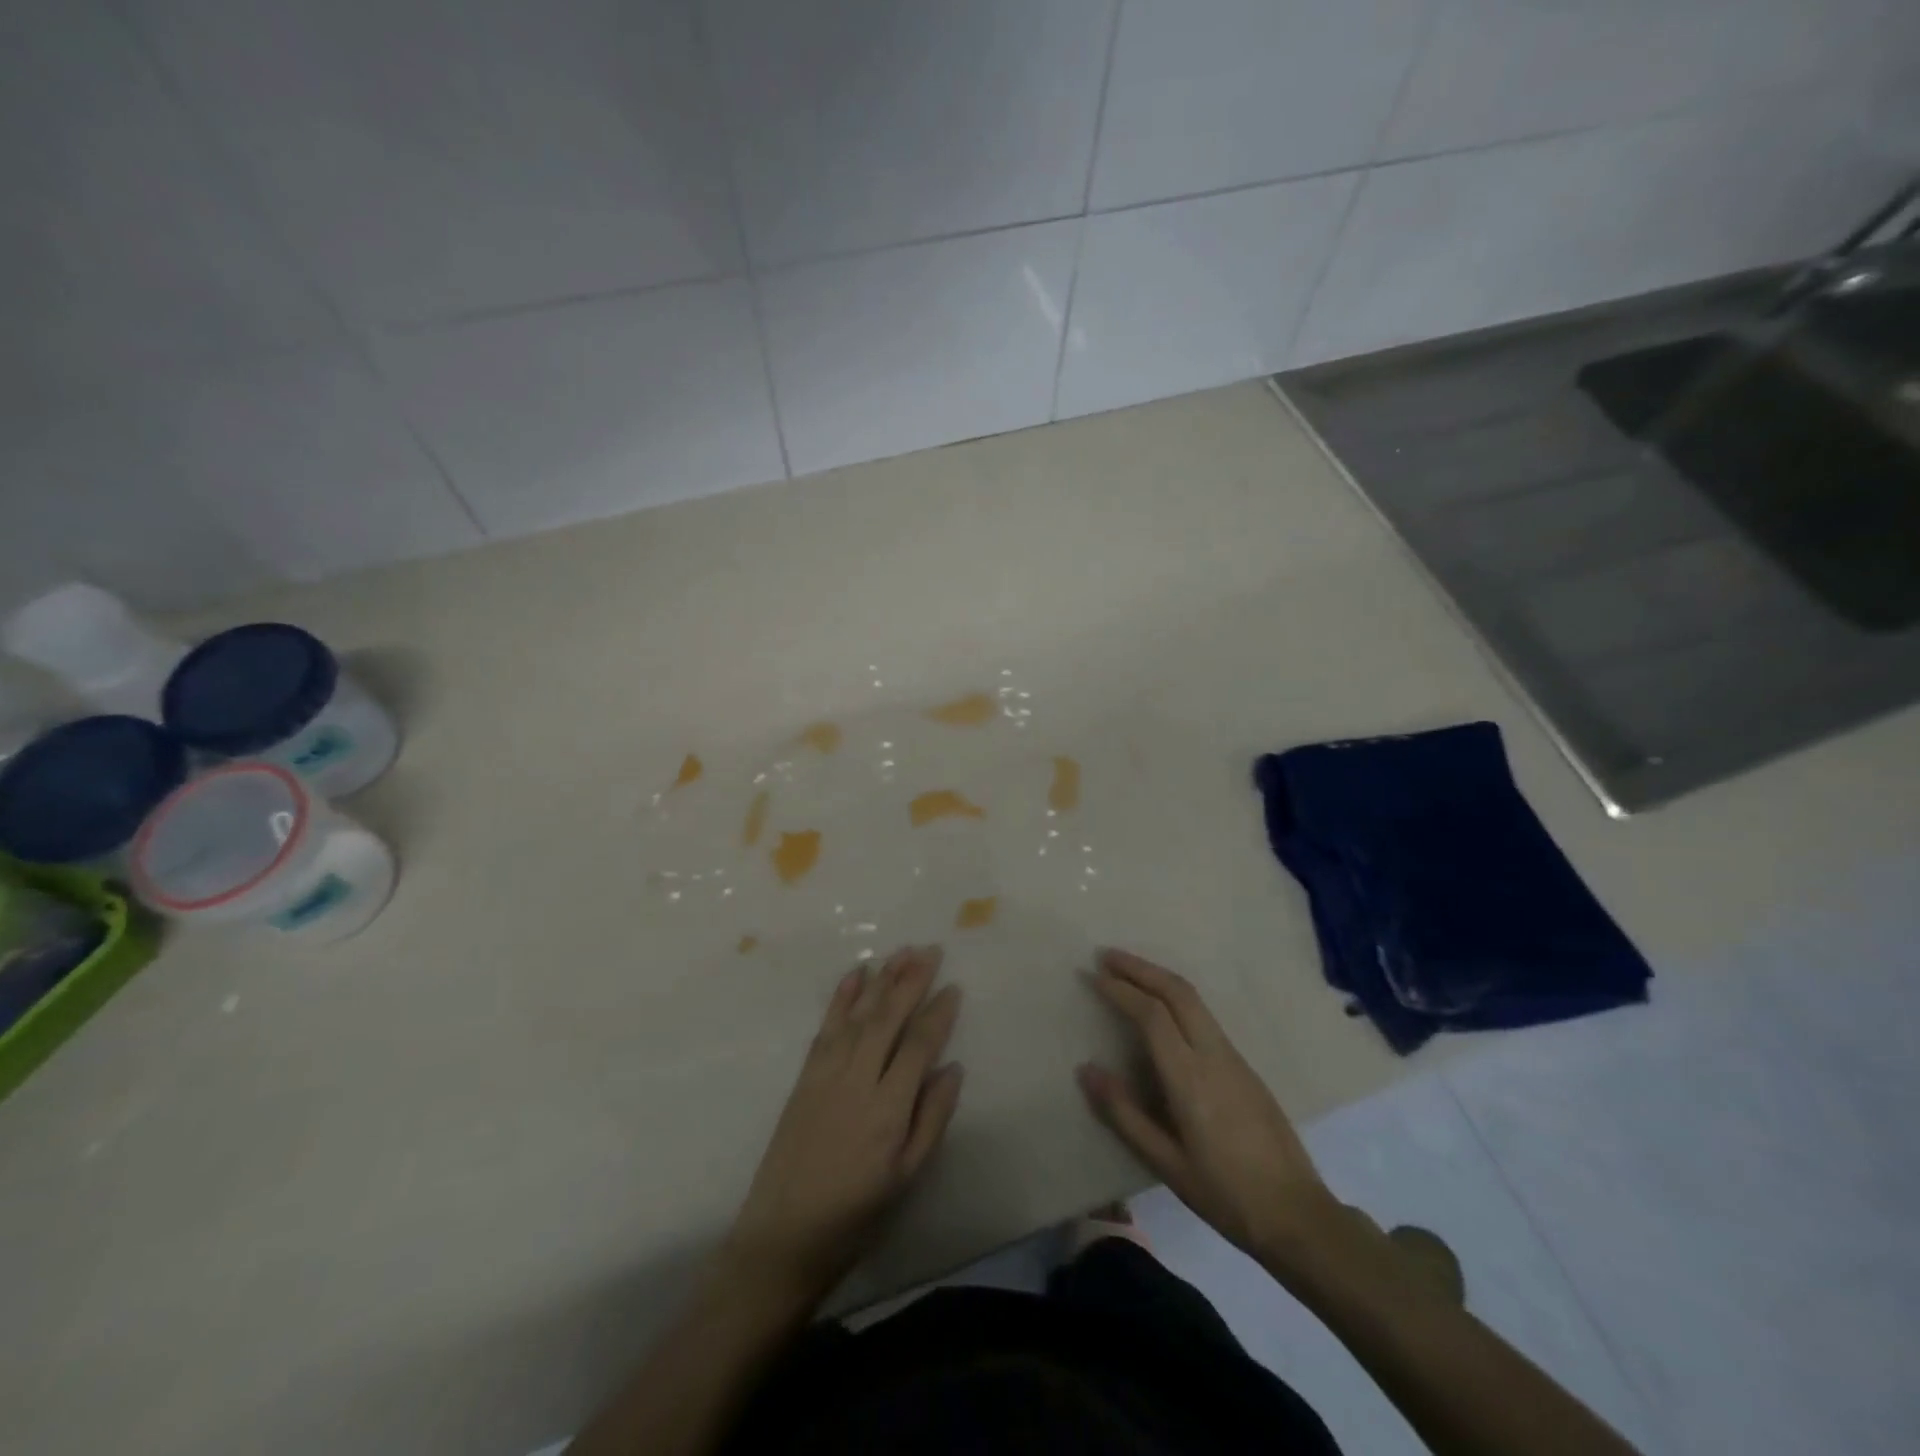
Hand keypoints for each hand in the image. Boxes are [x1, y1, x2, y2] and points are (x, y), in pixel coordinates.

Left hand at [725, 946, 963, 1298]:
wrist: (781, 1238)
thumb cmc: (854, 1216)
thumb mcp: (906, 1178)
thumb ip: (932, 1119)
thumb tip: (953, 1068)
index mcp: (888, 1109)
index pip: (918, 1045)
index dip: (938, 1013)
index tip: (954, 987)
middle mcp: (857, 1080)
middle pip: (888, 1018)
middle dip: (911, 981)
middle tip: (931, 950)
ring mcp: (826, 1074)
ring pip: (859, 1015)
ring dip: (881, 979)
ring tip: (902, 951)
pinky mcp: (804, 1076)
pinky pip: (826, 1027)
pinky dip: (842, 998)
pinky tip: (856, 975)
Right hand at [1078, 949, 1340, 1265]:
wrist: (1298, 1215)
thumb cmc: (1225, 1195)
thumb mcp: (1167, 1163)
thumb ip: (1124, 1114)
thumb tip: (1086, 1070)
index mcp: (1191, 1078)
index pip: (1152, 1015)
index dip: (1121, 990)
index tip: (1093, 975)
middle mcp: (1214, 1055)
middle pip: (1178, 991)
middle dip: (1141, 968)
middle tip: (1107, 956)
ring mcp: (1234, 1057)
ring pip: (1194, 1000)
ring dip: (1159, 978)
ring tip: (1128, 973)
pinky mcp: (1245, 1066)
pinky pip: (1205, 1016)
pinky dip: (1176, 998)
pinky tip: (1161, 1009)